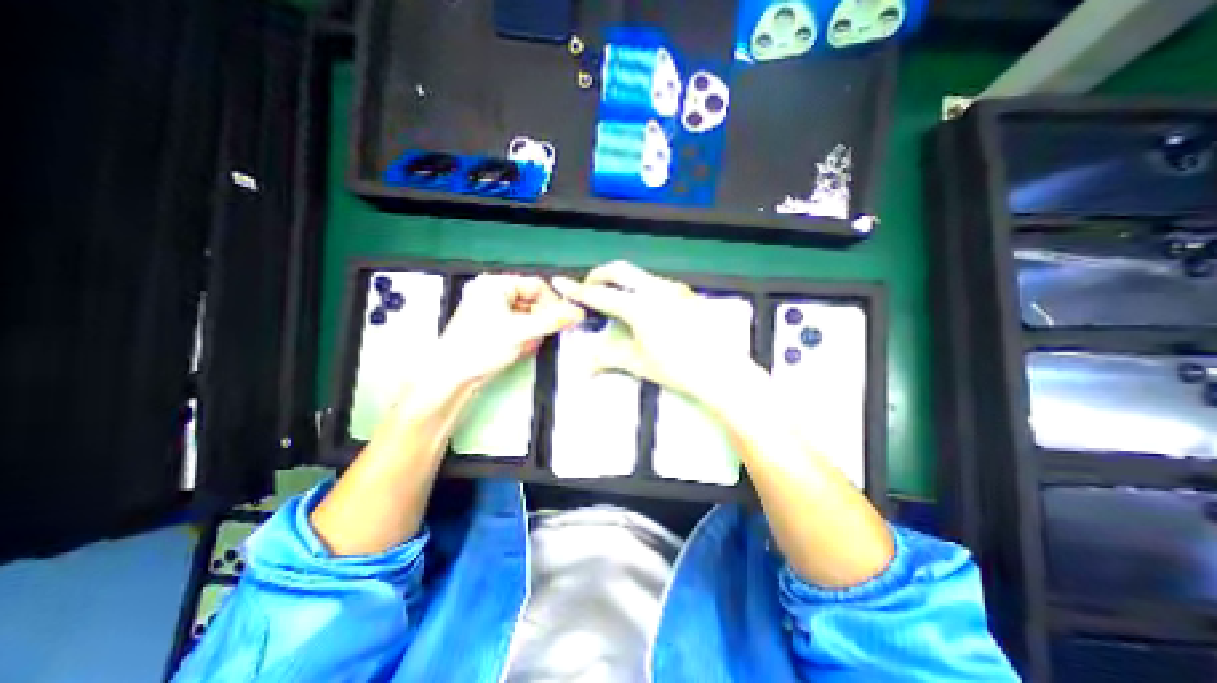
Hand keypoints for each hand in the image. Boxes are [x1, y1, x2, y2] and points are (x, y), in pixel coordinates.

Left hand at [438, 273, 589, 388]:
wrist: (451, 376)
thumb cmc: (482, 347)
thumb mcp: (521, 332)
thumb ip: (552, 321)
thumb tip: (579, 313)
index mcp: (496, 284)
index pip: (537, 286)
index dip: (554, 303)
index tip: (566, 320)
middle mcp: (494, 292)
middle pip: (533, 301)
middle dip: (541, 321)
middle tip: (545, 336)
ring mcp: (492, 309)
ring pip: (527, 315)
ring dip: (533, 331)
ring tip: (527, 345)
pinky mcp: (492, 325)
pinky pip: (518, 325)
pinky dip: (524, 337)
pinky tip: (520, 349)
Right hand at [554, 258, 756, 402]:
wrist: (721, 371)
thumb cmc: (677, 369)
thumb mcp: (638, 363)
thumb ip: (608, 357)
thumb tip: (584, 366)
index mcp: (639, 307)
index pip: (600, 295)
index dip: (577, 290)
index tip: (560, 282)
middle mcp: (656, 289)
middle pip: (619, 270)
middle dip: (599, 276)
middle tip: (589, 290)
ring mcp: (674, 289)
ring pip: (639, 275)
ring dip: (621, 282)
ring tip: (615, 301)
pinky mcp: (686, 294)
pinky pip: (656, 284)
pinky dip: (640, 289)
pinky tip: (643, 308)